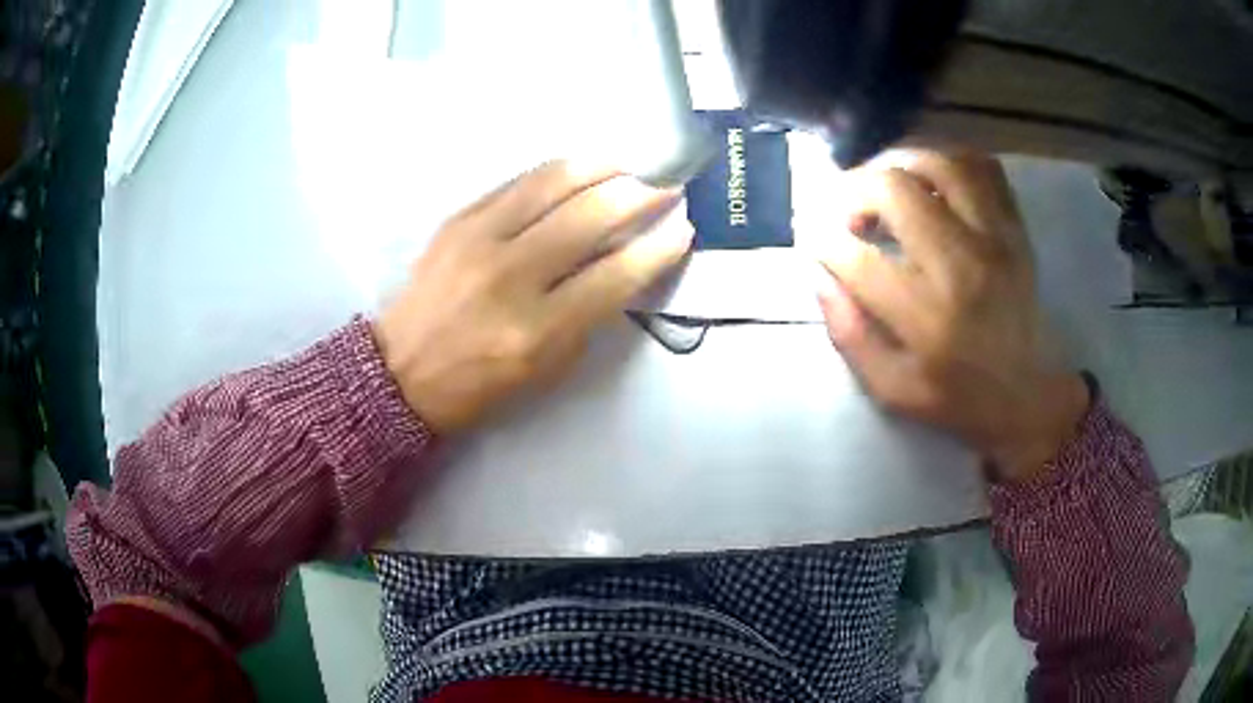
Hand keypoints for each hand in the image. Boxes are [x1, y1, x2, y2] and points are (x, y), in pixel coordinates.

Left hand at [375, 161, 691, 433]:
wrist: (401, 370)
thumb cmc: (479, 384)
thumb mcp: (547, 369)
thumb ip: (588, 316)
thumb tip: (622, 264)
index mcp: (537, 330)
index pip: (616, 275)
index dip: (659, 248)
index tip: (684, 228)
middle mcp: (511, 276)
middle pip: (591, 215)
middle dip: (640, 195)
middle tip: (663, 188)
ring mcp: (480, 239)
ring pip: (554, 182)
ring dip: (602, 168)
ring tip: (626, 167)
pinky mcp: (458, 219)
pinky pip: (518, 181)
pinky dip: (557, 172)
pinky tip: (579, 171)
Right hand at [817, 152, 1088, 482]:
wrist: (1030, 397)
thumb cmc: (960, 399)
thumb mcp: (893, 390)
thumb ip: (849, 334)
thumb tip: (820, 275)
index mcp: (928, 316)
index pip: (856, 257)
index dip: (821, 241)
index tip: (814, 242)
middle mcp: (962, 264)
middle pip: (894, 188)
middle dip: (852, 190)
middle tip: (847, 211)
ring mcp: (995, 238)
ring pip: (938, 163)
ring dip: (897, 162)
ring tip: (884, 185)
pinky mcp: (1014, 228)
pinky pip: (981, 166)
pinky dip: (948, 159)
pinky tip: (930, 177)